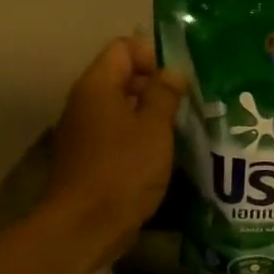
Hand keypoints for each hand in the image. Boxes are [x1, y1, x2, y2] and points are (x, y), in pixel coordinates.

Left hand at [44, 36, 185, 265]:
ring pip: (122, 109)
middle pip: (122, 77)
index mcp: (97, 86)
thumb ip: (164, 94)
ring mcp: (84, 132)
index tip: (181, 79)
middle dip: (156, 86)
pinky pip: (118, 135)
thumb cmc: (123, 171)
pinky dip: (139, 138)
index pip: (124, 48)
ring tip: (183, 129)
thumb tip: (172, 71)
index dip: (154, 55)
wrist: (85, 226)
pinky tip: (163, 154)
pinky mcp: (89, 158)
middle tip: (189, 104)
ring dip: (150, 115)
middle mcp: (85, 102)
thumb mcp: (154, 129)